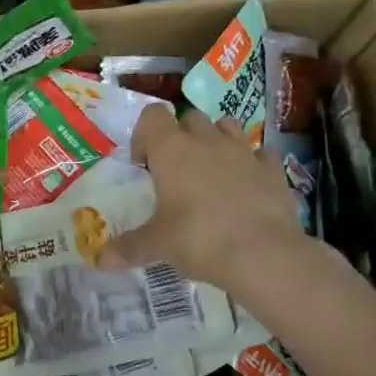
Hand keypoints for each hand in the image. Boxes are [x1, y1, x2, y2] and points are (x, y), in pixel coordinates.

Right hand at [101, 103, 313, 293]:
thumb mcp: (158, 245)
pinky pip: (261, 153)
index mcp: (172, 150)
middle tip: (176, 170)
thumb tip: (102, 260)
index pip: (153, 115)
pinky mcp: (273, 169)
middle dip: (182, 136)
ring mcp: (244, 151)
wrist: (262, 254)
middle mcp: (207, 141)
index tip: (144, 164)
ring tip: (212, 171)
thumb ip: (130, 247)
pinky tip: (248, 185)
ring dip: (217, 140)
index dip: (145, 133)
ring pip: (228, 126)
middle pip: (190, 117)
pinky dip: (253, 163)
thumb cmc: (198, 239)